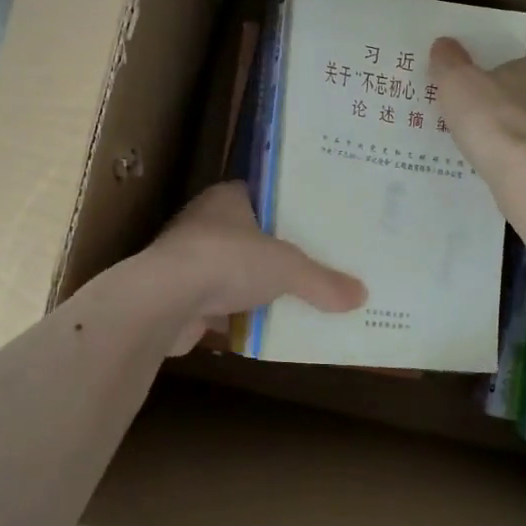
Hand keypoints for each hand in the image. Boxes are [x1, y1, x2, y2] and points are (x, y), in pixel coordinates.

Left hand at [144, 181, 366, 354]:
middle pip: (251, 236)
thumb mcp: (288, 267)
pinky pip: (222, 306)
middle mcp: (205, 223)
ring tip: (299, 299)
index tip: (318, 222)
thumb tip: (361, 296)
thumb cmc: (227, 260)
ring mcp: (190, 261)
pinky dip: (240, 318)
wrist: (164, 301)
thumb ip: (322, 281)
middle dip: (277, 253)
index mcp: (227, 198)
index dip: (289, 208)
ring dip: (258, 288)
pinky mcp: (181, 298)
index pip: (263, 195)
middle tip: (317, 263)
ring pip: (235, 273)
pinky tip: (267, 329)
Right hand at [429, 37, 525, 181]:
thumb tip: (443, 44)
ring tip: (482, 150)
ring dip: (511, 135)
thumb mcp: (456, 82)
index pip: (512, 66)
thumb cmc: (490, 118)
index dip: (490, 76)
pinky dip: (518, 160)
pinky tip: (498, 170)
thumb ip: (448, 61)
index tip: (470, 90)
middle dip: (500, 106)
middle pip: (521, 97)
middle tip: (471, 120)